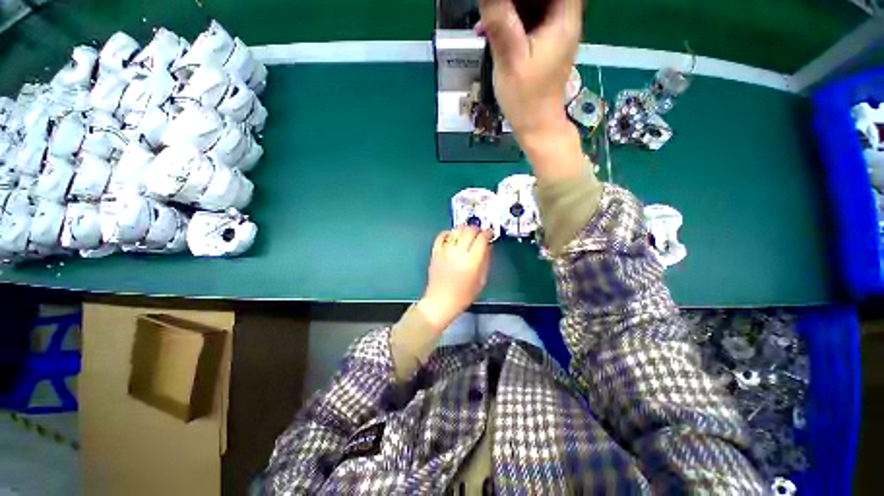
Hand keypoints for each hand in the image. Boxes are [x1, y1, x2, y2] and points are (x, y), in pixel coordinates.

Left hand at [416, 227, 492, 331]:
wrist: (440, 301)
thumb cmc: (463, 295)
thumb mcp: (481, 280)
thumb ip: (486, 261)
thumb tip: (488, 246)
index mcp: (472, 261)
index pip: (482, 239)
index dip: (488, 233)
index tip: (490, 234)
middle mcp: (458, 253)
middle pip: (470, 231)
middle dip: (478, 229)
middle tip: (480, 233)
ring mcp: (445, 251)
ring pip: (456, 230)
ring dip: (465, 229)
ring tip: (468, 234)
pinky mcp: (435, 252)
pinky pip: (442, 235)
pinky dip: (449, 233)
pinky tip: (453, 237)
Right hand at [477, 0, 582, 141]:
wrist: (536, 126)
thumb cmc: (526, 99)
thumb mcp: (510, 60)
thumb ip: (500, 22)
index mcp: (563, 17)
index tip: (505, 5)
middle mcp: (564, 17)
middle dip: (512, 1)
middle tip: (490, 11)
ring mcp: (555, 30)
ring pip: (534, 3)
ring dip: (508, 8)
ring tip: (485, 21)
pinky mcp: (545, 42)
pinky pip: (529, 18)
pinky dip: (510, 20)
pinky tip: (490, 31)